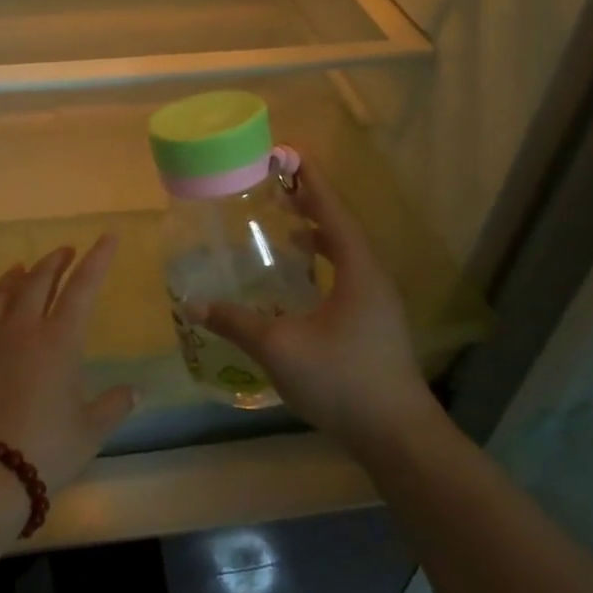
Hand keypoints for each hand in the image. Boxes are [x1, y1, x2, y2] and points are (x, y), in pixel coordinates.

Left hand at [0, 234, 137, 493]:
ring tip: (26, 267)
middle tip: (67, 251)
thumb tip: (137, 390)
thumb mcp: (91, 429)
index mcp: (59, 340)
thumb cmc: (46, 448)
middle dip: (57, 261)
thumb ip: (115, 404)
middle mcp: (23, 327)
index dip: (97, 259)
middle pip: (40, 279)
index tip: (107, 237)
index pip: (83, 287)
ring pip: (6, 291)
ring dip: (21, 274)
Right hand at [185, 157, 431, 453]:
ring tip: (286, 229)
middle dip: (311, 205)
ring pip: (347, 256)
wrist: (398, 437)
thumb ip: (237, 323)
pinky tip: (300, 285)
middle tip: (277, 189)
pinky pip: (347, 278)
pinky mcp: (376, 327)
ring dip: (318, 236)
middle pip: (342, 229)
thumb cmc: (342, 380)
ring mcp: (379, 305)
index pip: (333, 213)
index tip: (290, 155)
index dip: (311, 182)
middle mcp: (374, 280)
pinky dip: (323, 265)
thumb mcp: (280, 348)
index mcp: (359, 271)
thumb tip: (195, 304)